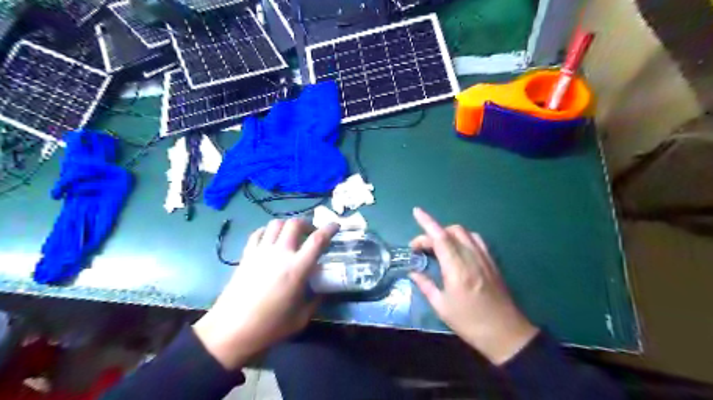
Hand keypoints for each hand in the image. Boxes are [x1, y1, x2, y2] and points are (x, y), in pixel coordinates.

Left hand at [194, 219, 336, 367]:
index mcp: (297, 268)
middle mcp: (280, 254)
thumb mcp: (301, 318)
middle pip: (295, 223)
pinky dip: (268, 231)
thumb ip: (316, 300)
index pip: (317, 239)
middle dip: (307, 224)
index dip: (329, 228)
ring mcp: (261, 252)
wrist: (231, 331)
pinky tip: (271, 240)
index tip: (336, 225)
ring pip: (276, 223)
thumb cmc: (269, 327)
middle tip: (311, 234)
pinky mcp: (246, 255)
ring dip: (288, 225)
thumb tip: (323, 289)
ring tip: (292, 236)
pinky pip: (258, 233)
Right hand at [407, 208, 533, 366]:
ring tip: (437, 247)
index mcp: (457, 269)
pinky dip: (462, 238)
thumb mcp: (442, 307)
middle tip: (420, 248)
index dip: (427, 222)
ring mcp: (484, 258)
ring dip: (448, 233)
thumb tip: (413, 272)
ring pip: (464, 233)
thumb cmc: (469, 322)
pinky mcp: (492, 261)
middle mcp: (471, 258)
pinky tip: (457, 249)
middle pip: (451, 231)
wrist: (505, 333)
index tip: (416, 211)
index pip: (440, 237)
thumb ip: (426, 285)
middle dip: (432, 233)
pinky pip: (476, 240)